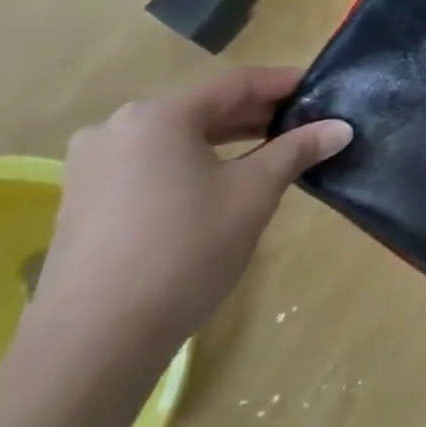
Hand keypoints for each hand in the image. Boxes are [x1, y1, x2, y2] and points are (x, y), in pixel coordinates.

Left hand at [28, 67, 352, 357]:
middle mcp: (118, 127)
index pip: (238, 83)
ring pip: (177, 137)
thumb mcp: (254, 193)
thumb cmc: (184, 250)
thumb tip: (341, 127)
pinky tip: (221, 184)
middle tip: (304, 125)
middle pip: (204, 108)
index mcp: (159, 115)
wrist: (93, 343)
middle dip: (256, 115)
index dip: (284, 84)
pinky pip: (151, 163)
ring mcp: (92, 165)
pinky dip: (192, 163)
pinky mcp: (83, 200)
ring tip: (270, 154)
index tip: (321, 90)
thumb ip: (297, 150)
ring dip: (225, 140)